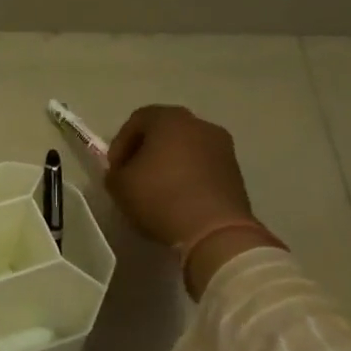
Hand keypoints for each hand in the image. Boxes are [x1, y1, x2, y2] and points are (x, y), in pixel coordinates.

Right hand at [106, 105, 280, 295]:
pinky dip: (188, 176)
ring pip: (186, 148)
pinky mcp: (236, 172)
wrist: (215, 231)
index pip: (137, 120)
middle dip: (146, 151)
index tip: (115, 169)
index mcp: (170, 119)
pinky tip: (179, 199)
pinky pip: (203, 166)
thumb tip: (123, 172)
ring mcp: (223, 147)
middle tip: (133, 175)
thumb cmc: (160, 197)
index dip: (120, 143)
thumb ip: (115, 172)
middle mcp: (200, 124)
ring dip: (169, 164)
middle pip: (164, 131)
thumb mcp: (119, 185)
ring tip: (157, 190)